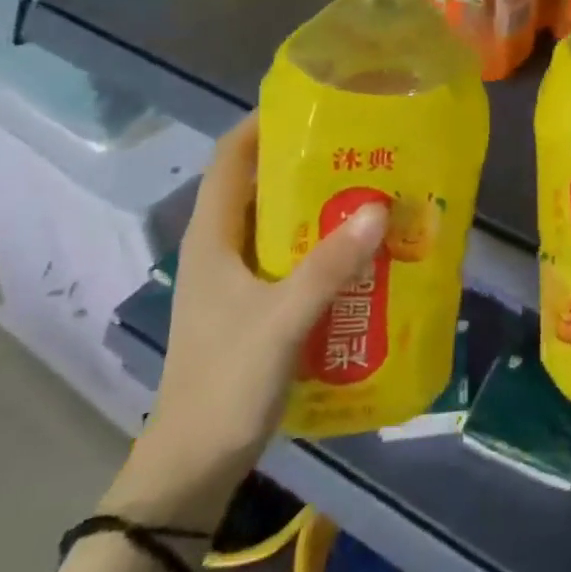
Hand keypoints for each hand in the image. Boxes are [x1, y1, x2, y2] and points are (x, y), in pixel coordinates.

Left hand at [104, 111, 385, 529]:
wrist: (192, 469)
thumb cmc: (224, 384)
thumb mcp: (280, 321)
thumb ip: (329, 266)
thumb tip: (378, 207)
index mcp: (213, 236)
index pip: (231, 156)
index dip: (264, 121)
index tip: (314, 102)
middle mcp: (223, 246)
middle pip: (262, 183)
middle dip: (309, 160)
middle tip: (363, 145)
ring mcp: (238, 277)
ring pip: (280, 220)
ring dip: (321, 204)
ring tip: (373, 188)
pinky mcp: (256, 304)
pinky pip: (293, 255)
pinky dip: (324, 243)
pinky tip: (362, 249)